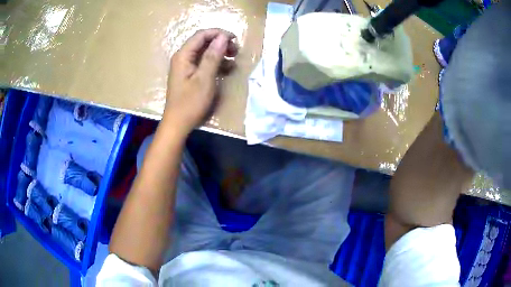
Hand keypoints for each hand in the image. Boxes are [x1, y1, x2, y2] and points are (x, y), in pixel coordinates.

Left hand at [163, 29, 237, 135]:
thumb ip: (213, 56)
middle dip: (220, 42)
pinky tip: (226, 68)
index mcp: (183, 55)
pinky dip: (215, 62)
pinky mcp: (189, 74)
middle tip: (236, 50)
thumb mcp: (204, 78)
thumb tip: (223, 37)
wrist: (178, 123)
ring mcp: (185, 66)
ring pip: (204, 51)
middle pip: (203, 42)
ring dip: (220, 52)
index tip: (235, 39)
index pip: (201, 35)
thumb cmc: (190, 102)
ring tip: (234, 58)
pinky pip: (203, 62)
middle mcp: (183, 57)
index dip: (219, 33)